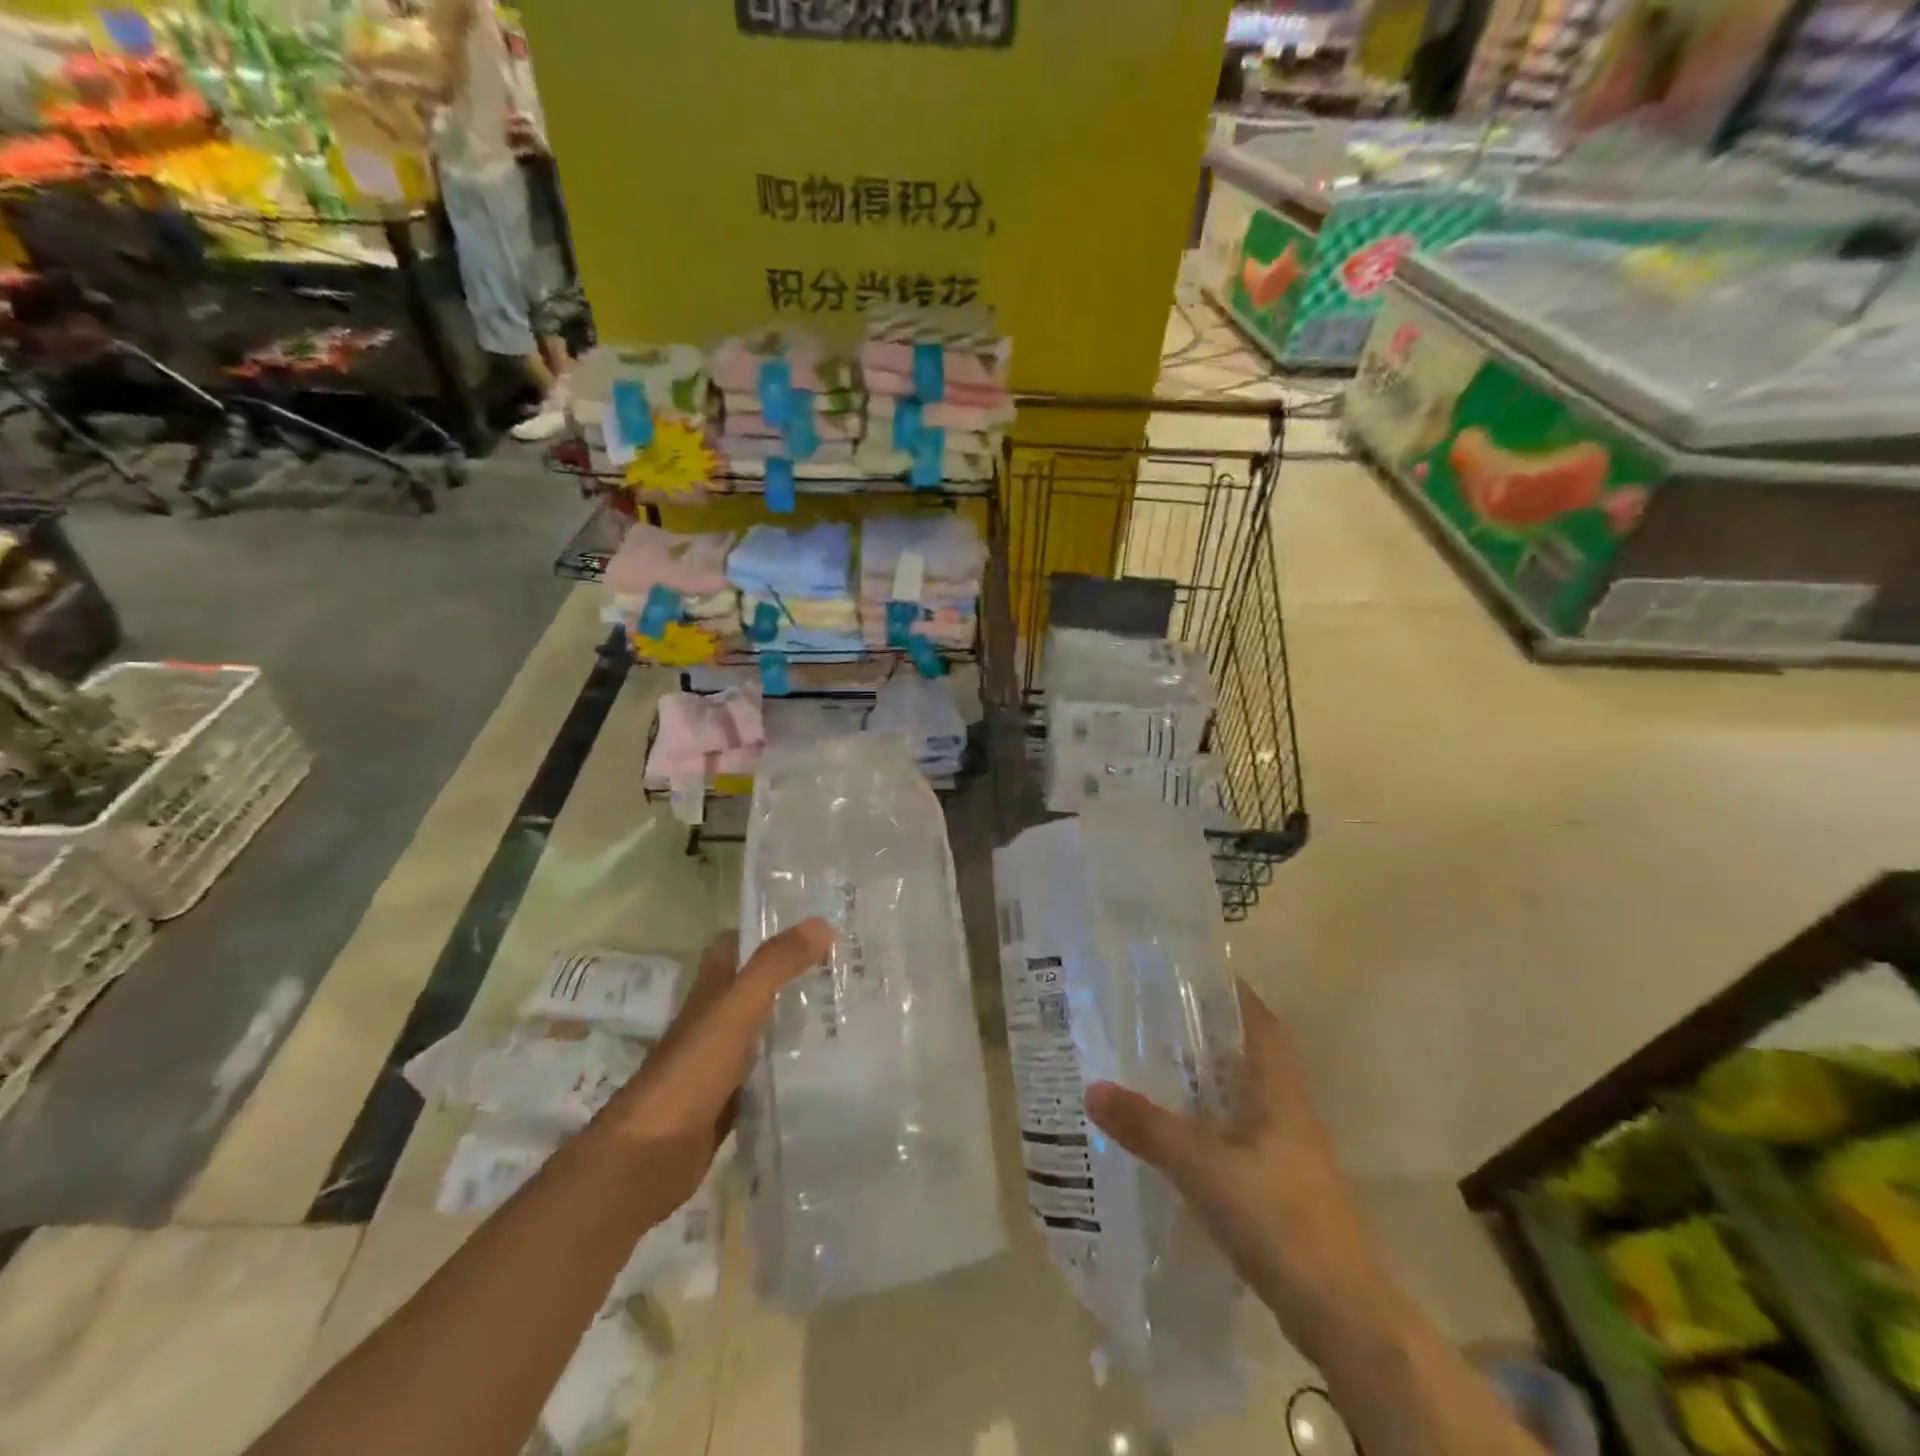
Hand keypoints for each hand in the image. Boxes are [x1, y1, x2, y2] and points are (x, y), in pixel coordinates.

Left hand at [598, 920, 831, 1219]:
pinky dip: (787, 1067)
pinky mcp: (728, 1103)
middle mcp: (712, 1022)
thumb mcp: (737, 1008)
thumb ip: (775, 966)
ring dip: (792, 1020)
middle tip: (841, 967)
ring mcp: (718, 1063)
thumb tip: (821, 924)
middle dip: (790, 975)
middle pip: (753, 988)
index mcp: (710, 992)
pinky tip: (821, 1067)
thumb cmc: (692, 1071)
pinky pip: (764, 1074)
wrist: (649, 1156)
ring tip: (844, 1011)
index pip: (735, 946)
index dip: (766, 930)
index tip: (812, 924)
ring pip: (761, 1030)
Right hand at [1084, 980, 1391, 1356]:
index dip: (1236, 994)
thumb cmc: (1279, 1221)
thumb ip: (1148, 1127)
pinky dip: (1210, 1126)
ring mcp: (1289, 1157)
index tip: (1196, 972)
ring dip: (1209, 1082)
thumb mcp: (1203, 1167)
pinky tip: (1177, 1137)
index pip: (1263, 1024)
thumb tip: (1092, 1087)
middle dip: (1210, 1034)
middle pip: (1251, 1058)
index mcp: (1280, 1094)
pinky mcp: (1282, 1193)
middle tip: (1158, 1017)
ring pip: (1244, 1100)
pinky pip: (1240, 1140)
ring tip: (1157, 1068)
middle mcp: (1289, 1115)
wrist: (1343, 1316)